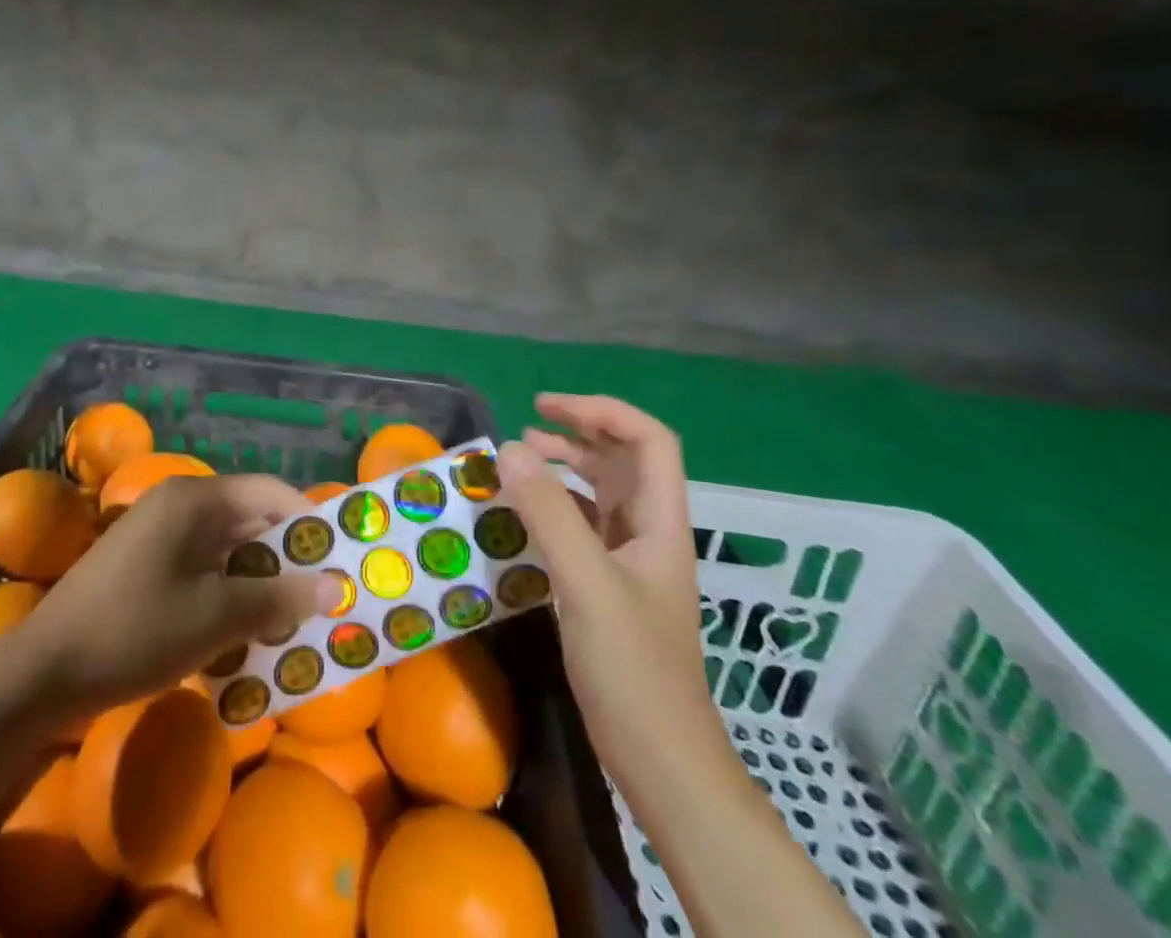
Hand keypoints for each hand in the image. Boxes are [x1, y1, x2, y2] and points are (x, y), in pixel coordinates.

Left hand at [11, 473, 338, 712]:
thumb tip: (335, 586)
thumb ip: (277, 598)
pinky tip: (243, 629)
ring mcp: (158, 532)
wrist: (43, 671)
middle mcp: (179, 503)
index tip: (339, 558)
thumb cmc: (135, 631)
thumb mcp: (215, 618)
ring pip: (227, 546)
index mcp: (196, 499)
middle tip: (321, 596)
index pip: (270, 492)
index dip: (309, 520)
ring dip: (258, 579)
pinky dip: (227, 590)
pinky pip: (202, 565)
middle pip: (250, 517)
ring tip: (290, 619)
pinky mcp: (145, 561)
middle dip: (286, 556)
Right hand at [497, 393, 723, 775]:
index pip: (649, 441)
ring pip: (600, 491)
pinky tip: (522, 513)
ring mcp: (629, 560)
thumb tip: (509, 447)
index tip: (546, 409)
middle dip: (578, 432)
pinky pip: (580, 525)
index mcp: (660, 521)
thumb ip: (549, 513)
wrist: (661, 761)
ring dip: (564, 466)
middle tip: (527, 424)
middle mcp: (648, 531)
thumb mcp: (586, 583)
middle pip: (622, 459)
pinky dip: (553, 506)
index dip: (603, 412)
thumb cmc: (634, 668)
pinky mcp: (608, 586)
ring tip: (519, 458)